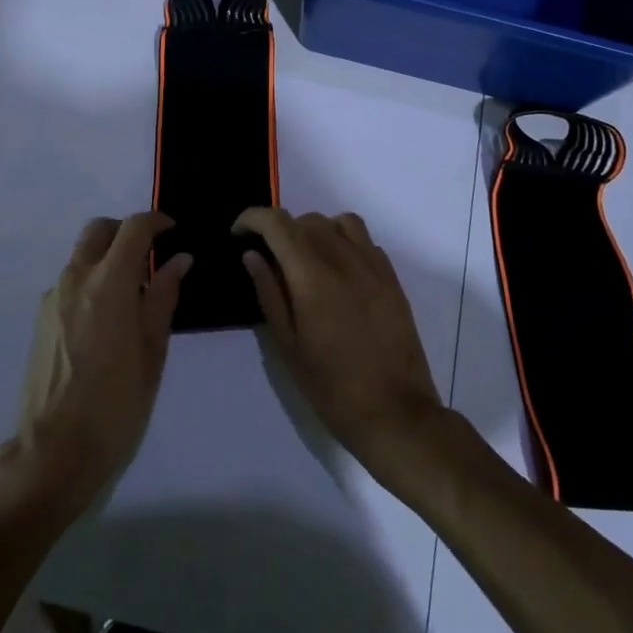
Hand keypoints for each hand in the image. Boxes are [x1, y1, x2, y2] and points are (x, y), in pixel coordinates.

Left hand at [15, 213, 189, 517]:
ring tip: (132, 293)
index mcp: (109, 283)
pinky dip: (91, 281)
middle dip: (126, 232)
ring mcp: (53, 298)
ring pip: (82, 256)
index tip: (173, 231)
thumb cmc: (116, 403)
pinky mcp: (40, 319)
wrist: (54, 451)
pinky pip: (70, 282)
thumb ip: (164, 297)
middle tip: (150, 255)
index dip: (157, 222)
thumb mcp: (153, 351)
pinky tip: (106, 320)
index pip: (133, 228)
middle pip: (99, 230)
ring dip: (107, 257)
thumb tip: (179, 260)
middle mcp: (76, 279)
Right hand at [234, 208, 446, 484]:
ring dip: (316, 230)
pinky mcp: (392, 278)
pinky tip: (338, 272)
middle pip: (307, 220)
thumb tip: (252, 255)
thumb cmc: (332, 388)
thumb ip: (269, 293)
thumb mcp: (288, 346)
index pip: (277, 223)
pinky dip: (344, 242)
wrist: (395, 413)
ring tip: (306, 259)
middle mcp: (343, 260)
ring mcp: (373, 266)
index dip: (252, 218)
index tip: (238, 233)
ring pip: (339, 222)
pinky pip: (364, 241)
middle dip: (281, 230)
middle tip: (269, 258)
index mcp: (312, 276)